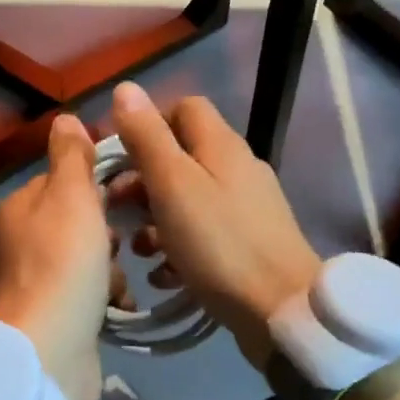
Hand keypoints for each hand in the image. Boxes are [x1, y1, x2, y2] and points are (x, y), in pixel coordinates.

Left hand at [0, 112, 109, 399]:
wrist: (46, 355)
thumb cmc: (62, 266)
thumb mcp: (71, 198)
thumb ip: (71, 158)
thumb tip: (65, 118)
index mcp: (15, 211)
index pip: (62, 182)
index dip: (96, 188)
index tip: (124, 199)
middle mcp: (14, 245)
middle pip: (76, 224)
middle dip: (106, 236)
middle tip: (123, 245)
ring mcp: (28, 286)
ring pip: (84, 263)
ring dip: (109, 272)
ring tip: (117, 286)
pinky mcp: (46, 321)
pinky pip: (83, 298)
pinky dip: (102, 301)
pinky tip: (115, 309)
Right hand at [110, 83, 320, 370]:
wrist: (282, 311)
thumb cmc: (219, 243)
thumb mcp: (172, 184)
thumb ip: (147, 136)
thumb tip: (125, 88)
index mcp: (220, 145)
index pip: (183, 107)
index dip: (147, 124)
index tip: (119, 156)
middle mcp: (237, 168)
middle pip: (181, 156)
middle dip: (143, 179)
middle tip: (116, 208)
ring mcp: (246, 207)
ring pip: (189, 197)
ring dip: (156, 218)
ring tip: (137, 249)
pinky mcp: (249, 243)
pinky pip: (204, 232)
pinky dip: (179, 247)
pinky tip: (164, 275)